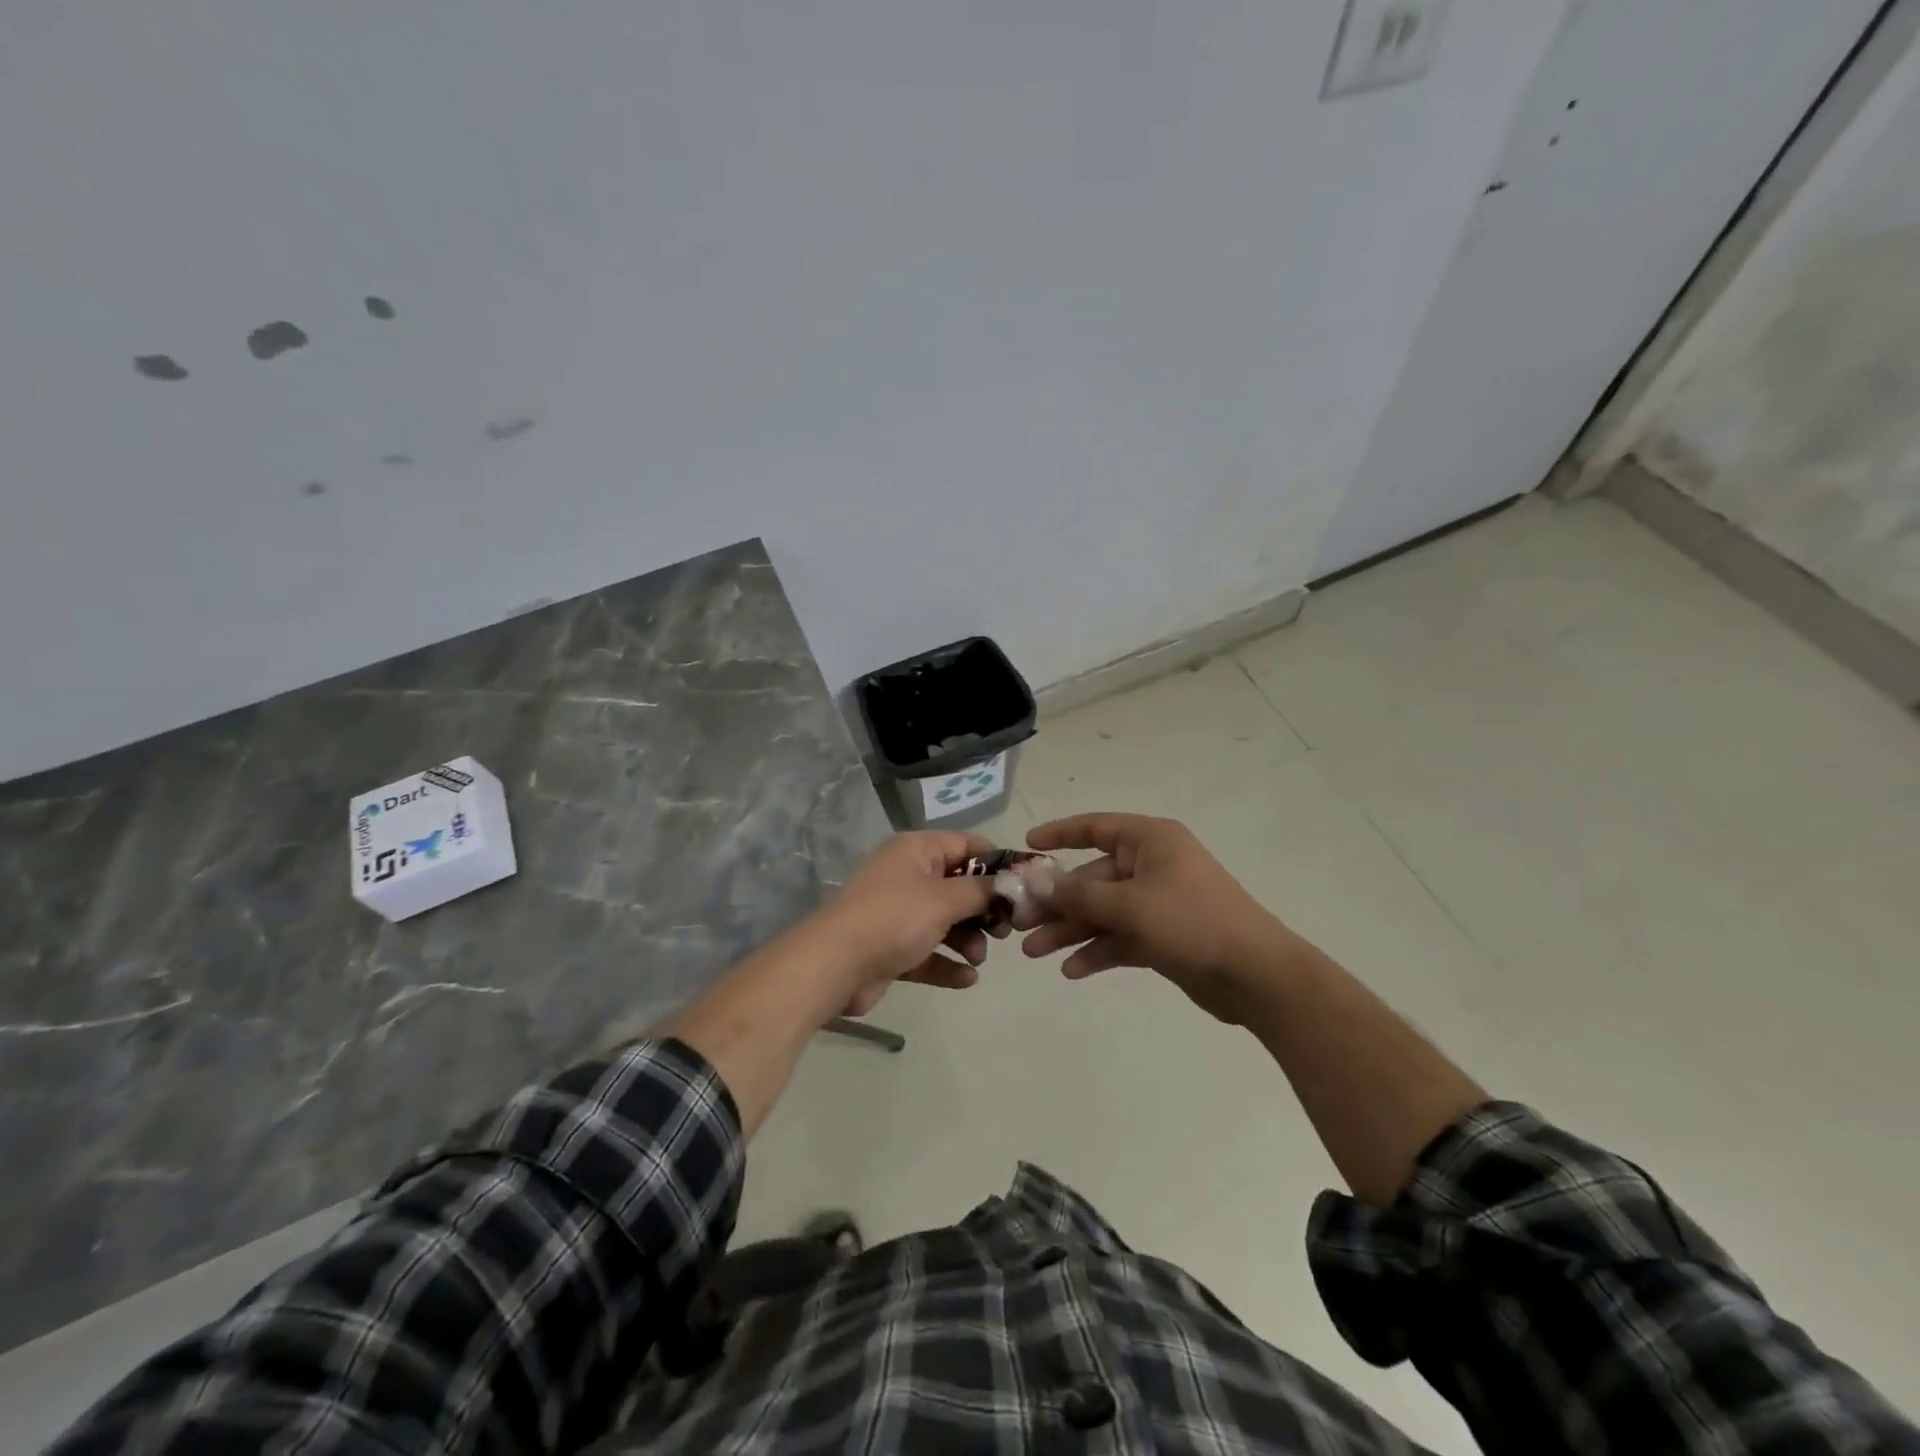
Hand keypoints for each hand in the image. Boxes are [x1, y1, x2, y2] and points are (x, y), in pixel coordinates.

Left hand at [813, 831, 999, 1016]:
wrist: (834, 965)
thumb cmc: (894, 918)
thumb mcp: (945, 899)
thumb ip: (983, 891)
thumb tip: (1013, 883)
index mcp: (916, 850)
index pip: (967, 845)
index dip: (997, 863)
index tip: (1024, 887)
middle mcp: (907, 875)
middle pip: (958, 886)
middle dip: (984, 909)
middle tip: (1005, 931)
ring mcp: (898, 912)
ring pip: (945, 921)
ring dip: (968, 940)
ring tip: (978, 958)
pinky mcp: (891, 948)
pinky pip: (928, 951)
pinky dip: (947, 963)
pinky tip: (967, 979)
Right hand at [1019, 813, 1297, 1023]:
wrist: (1256, 976)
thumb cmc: (1191, 922)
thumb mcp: (1128, 905)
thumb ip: (1077, 894)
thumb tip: (1033, 879)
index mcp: (1150, 840)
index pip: (1095, 827)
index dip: (1058, 834)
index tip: (1025, 847)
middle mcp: (1153, 865)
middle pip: (1092, 877)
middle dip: (1057, 901)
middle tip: (1020, 923)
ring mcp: (1159, 902)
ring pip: (1103, 911)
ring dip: (1071, 930)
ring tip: (1034, 952)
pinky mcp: (1164, 936)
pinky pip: (1121, 937)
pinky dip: (1097, 950)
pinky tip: (1072, 970)